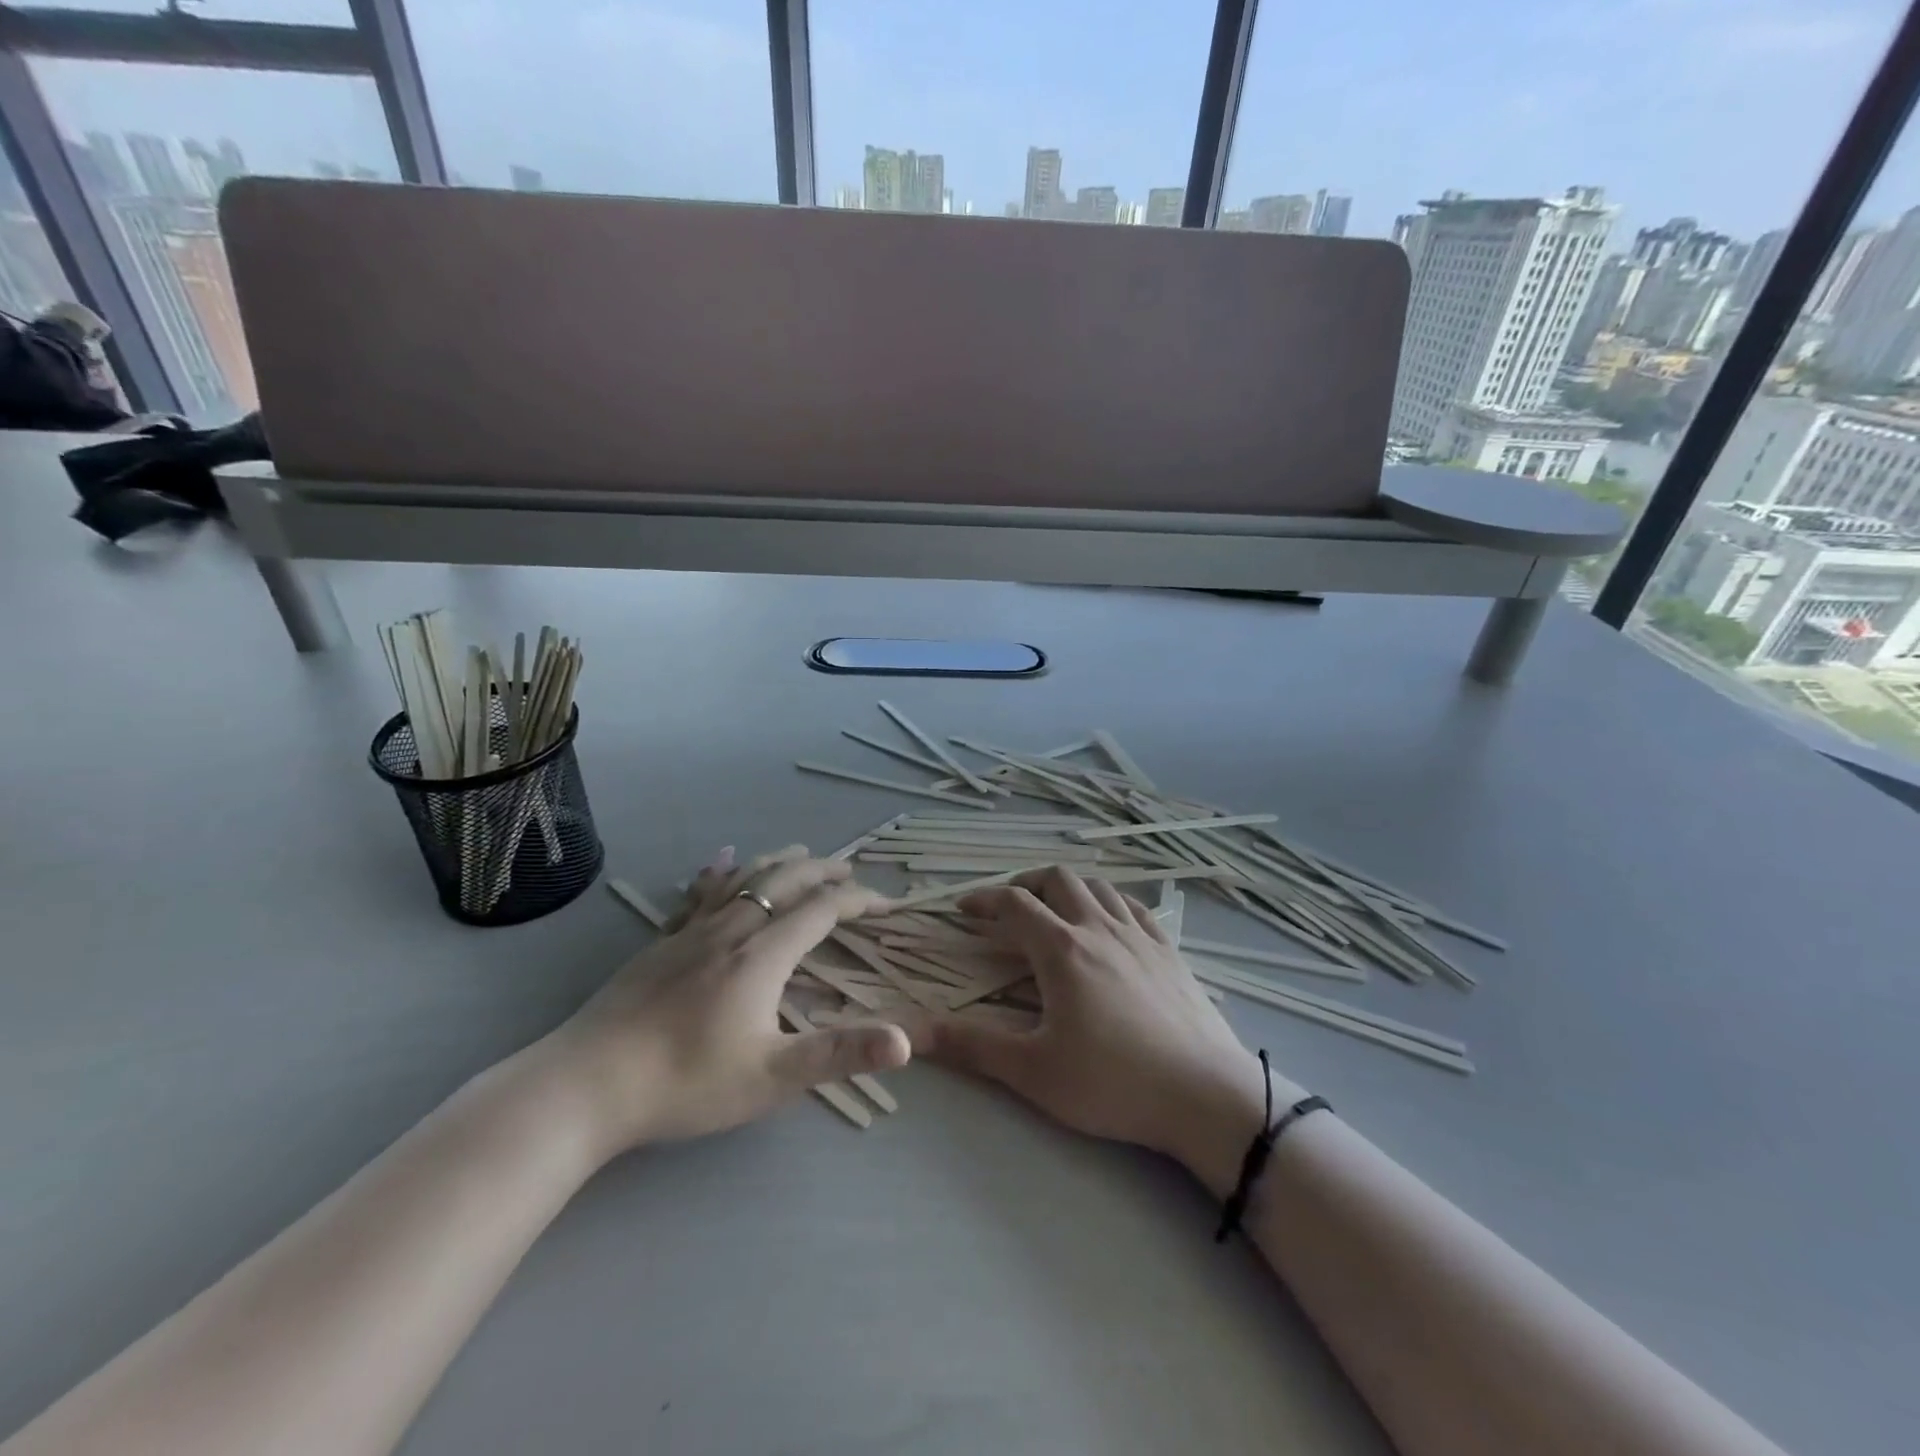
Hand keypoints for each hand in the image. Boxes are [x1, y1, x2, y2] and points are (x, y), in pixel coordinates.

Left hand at [543, 847, 909, 1157]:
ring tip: (801, 853)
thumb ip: (840, 1054)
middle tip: (849, 869)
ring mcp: (691, 931)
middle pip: (785, 882)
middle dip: (822, 871)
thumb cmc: (686, 1082)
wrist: (586, 1084)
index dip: (856, 901)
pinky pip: (699, 893)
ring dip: (779, 862)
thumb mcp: (772, 1077)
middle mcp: (732, 929)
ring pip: (744, 878)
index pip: (821, 911)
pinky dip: (721, 871)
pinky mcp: (661, 941)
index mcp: (763, 955)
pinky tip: (722, 860)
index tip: (883, 903)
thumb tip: (906, 1041)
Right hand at [908, 867, 1287, 1193]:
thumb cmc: (1113, 1083)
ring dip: (1067, 887)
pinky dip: (1109, 901)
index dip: (983, 900)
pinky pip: (1134, 906)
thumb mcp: (1033, 1072)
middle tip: (1007, 907)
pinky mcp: (1169, 950)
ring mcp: (1140, 935)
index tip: (962, 910)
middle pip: (1057, 879)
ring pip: (1098, 886)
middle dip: (1025, 883)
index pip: (1014, 904)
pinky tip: (1107, 923)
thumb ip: (972, 1047)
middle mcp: (1099, 928)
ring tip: (1053, 910)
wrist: (1205, 1095)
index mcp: (1062, 949)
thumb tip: (912, 1033)